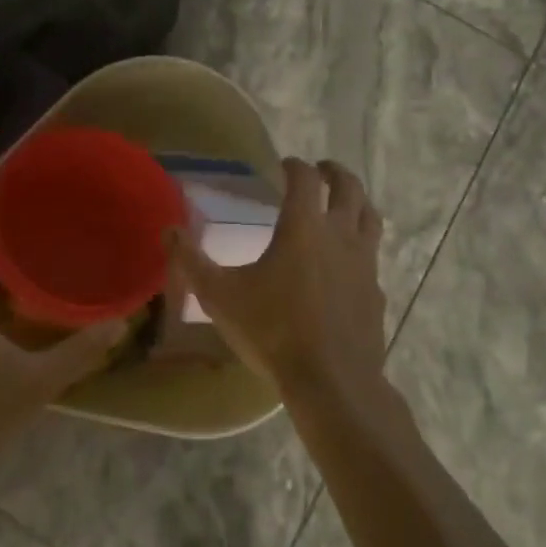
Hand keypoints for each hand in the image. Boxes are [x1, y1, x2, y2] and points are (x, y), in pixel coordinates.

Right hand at [166, 158, 387, 409]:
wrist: (331, 381)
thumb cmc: (273, 331)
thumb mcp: (220, 296)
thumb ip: (191, 261)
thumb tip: (168, 230)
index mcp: (303, 226)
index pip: (304, 179)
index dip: (294, 166)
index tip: (284, 165)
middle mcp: (340, 235)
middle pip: (349, 188)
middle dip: (334, 172)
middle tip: (321, 170)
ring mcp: (365, 263)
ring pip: (370, 217)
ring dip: (357, 201)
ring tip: (345, 202)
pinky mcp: (377, 292)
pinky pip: (373, 257)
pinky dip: (362, 246)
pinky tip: (349, 262)